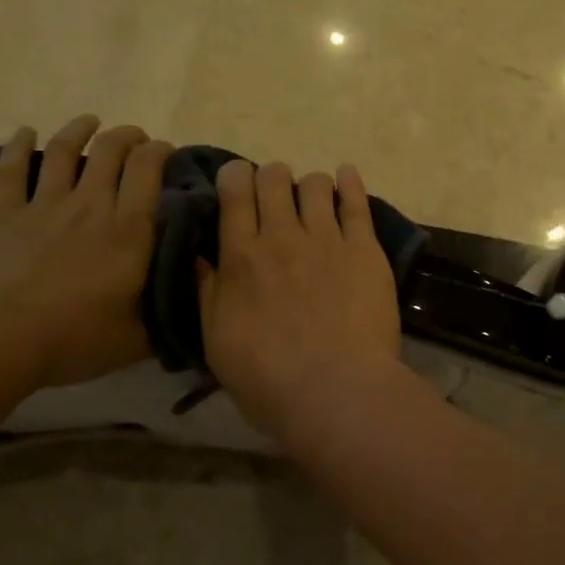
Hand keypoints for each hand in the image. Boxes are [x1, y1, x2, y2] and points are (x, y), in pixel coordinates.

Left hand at [0, 115, 173, 388]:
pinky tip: (24, 131)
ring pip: (64, 151)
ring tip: (90, 121)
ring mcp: (45, 206)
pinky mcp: (5, 215)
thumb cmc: (74, 338)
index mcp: (129, 229)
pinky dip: (17, 146)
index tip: (167, 151)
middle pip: (110, 151)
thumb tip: (192, 311)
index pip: (148, 169)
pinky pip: (10, 170)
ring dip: (79, 130)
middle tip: (136, 140)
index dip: (160, 151)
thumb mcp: (137, 338)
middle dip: (128, 136)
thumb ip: (166, 319)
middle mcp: (91, 205)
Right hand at [197, 160, 402, 430]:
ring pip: (315, 184)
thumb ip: (208, 293)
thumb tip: (200, 255)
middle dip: (272, 177)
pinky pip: (357, 202)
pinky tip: (346, 175)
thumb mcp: (217, 342)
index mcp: (240, 256)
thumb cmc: (268, 378)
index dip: (236, 176)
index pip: (234, 193)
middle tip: (276, 194)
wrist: (335, 389)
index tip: (239, 182)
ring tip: (314, 199)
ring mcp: (326, 238)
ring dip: (309, 185)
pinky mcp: (364, 248)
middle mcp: (281, 236)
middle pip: (274, 178)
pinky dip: (350, 182)